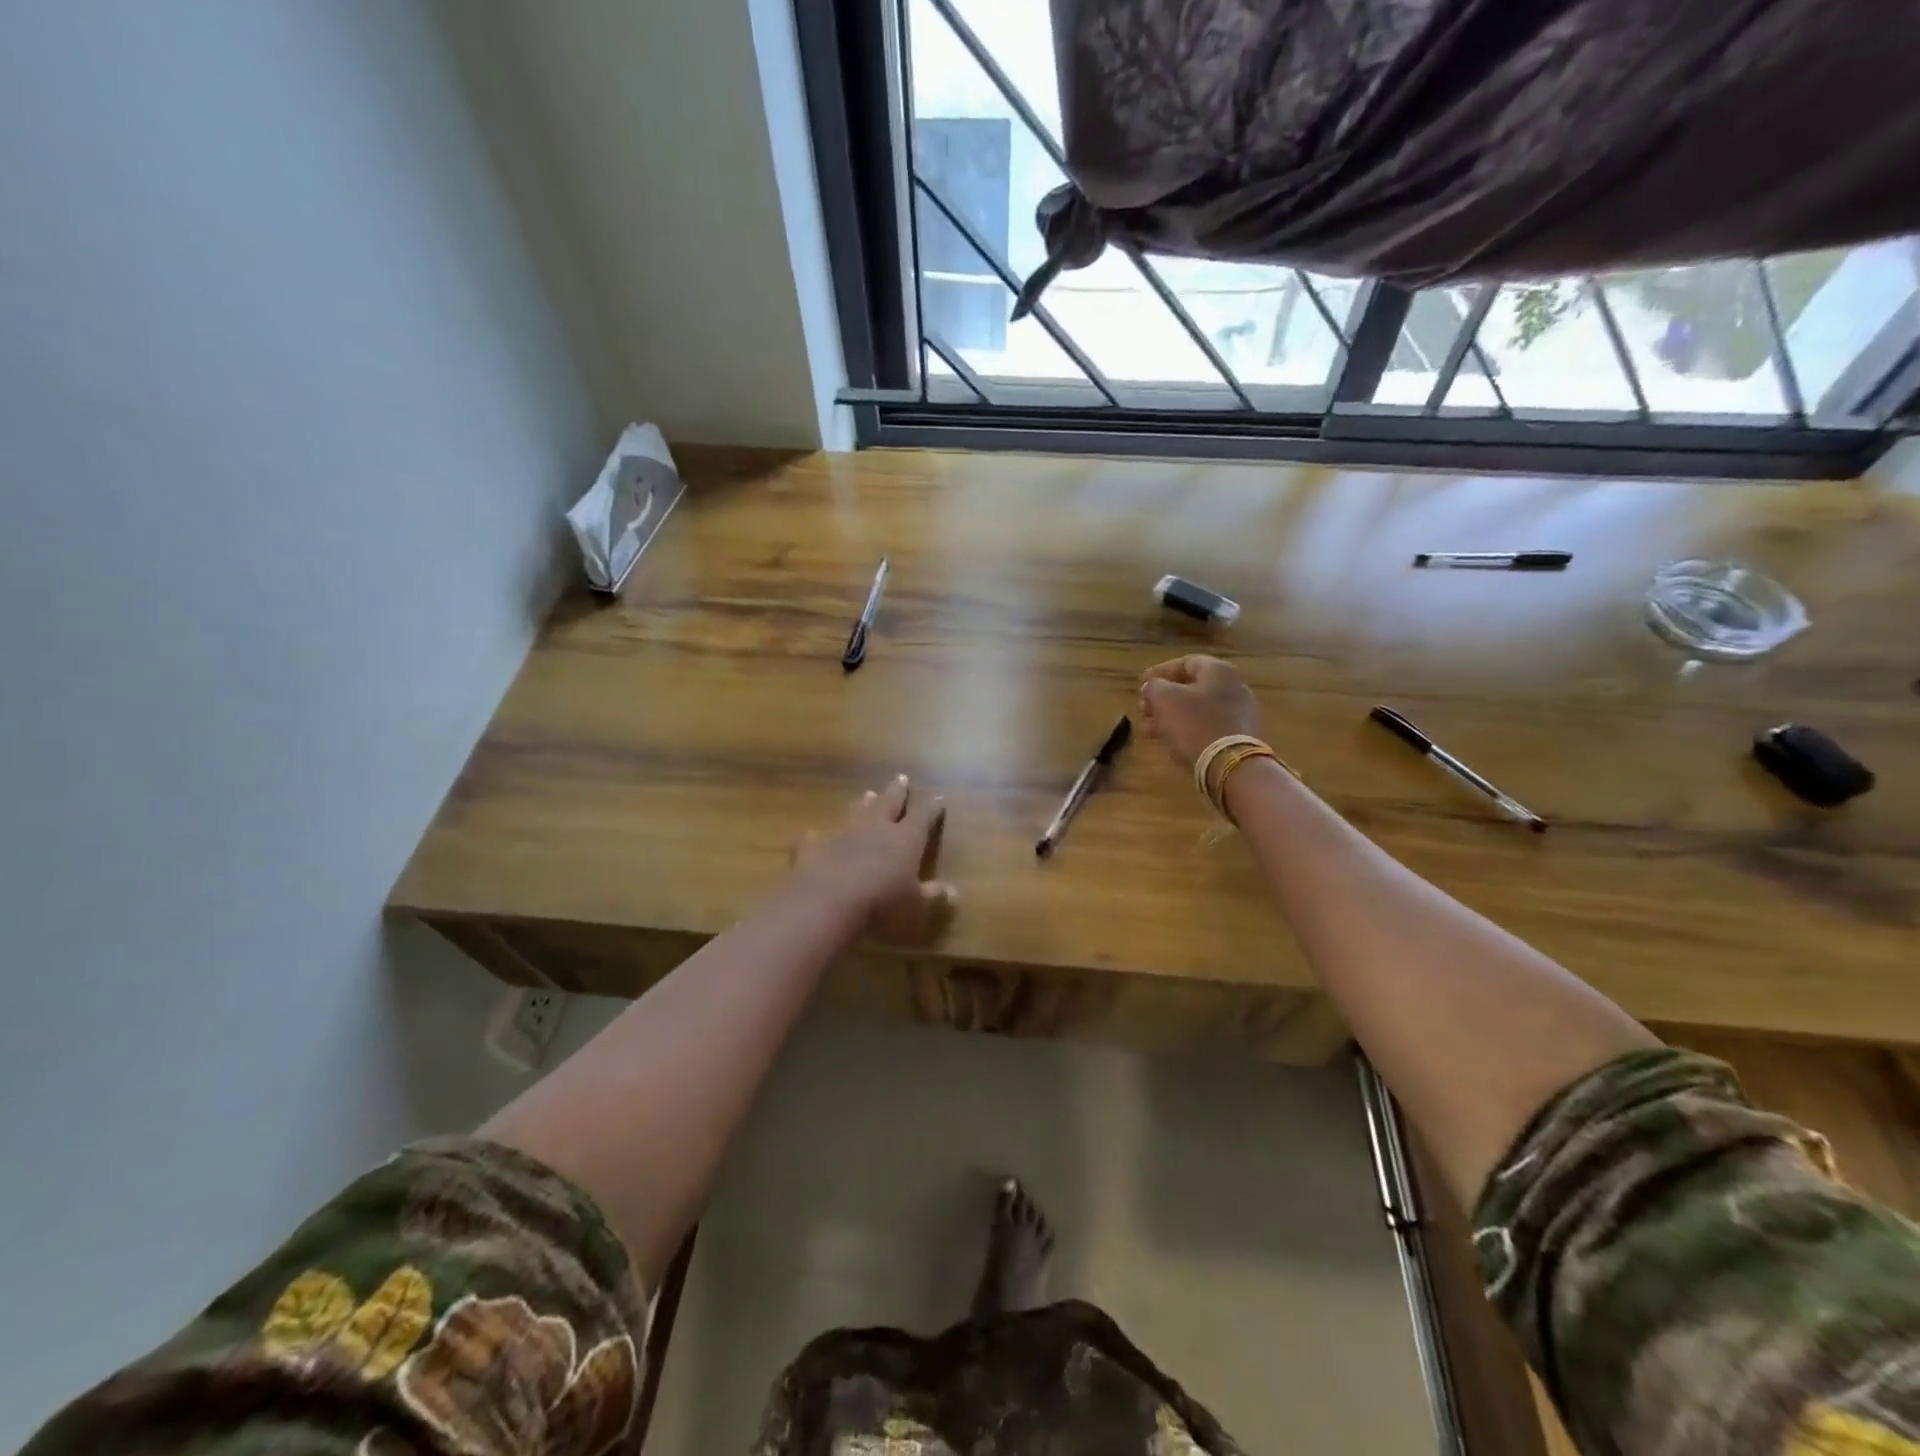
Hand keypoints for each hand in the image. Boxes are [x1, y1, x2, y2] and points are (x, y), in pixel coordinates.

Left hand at [792, 775, 956, 944]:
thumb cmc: (882, 904)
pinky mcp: (815, 847)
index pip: (923, 816)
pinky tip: (813, 835)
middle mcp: (876, 829)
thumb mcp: (916, 905)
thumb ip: (933, 896)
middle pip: (889, 803)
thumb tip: (954, 892)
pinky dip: (817, 836)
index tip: (938, 796)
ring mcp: (844, 835)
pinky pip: (817, 838)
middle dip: (897, 791)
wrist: (828, 902)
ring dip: (863, 804)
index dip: (931, 806)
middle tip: (901, 778)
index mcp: (905, 839)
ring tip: (868, 794)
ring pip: (856, 813)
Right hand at [1138, 655, 1261, 771]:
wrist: (1229, 765)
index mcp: (1218, 671)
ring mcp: (1239, 713)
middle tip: (1143, 710)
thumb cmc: (1193, 724)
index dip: (1160, 671)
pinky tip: (1170, 742)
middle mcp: (1234, 687)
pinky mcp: (1239, 737)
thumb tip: (1153, 687)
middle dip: (1162, 699)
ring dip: (1170, 717)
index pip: (1185, 662)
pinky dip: (1186, 730)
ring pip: (1197, 710)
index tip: (1141, 683)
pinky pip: (1207, 727)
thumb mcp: (1164, 699)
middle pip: (1191, 688)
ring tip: (1149, 731)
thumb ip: (1153, 687)